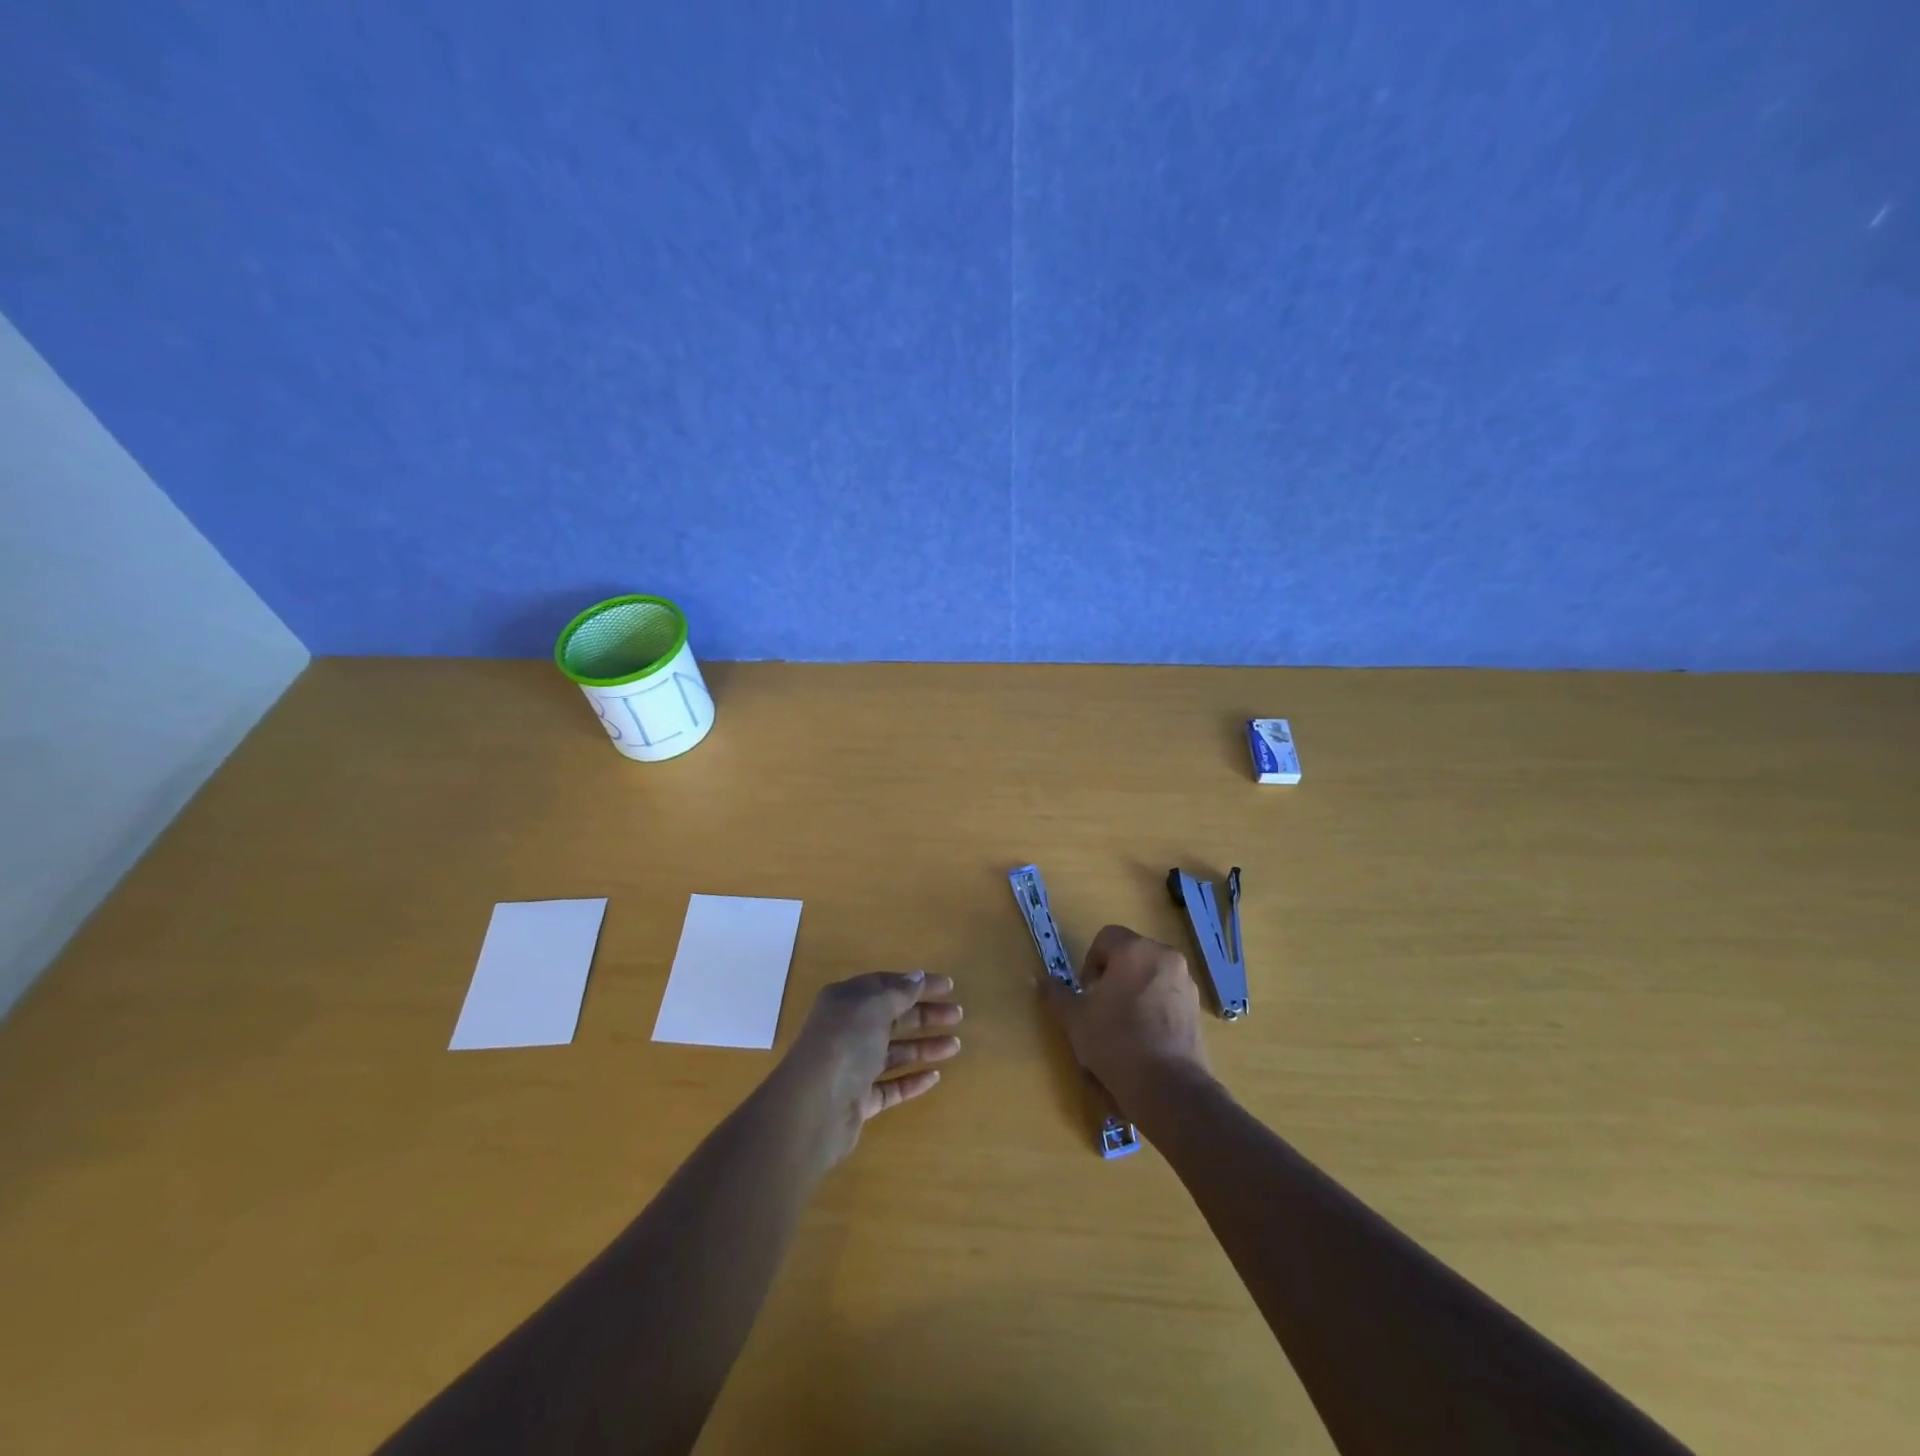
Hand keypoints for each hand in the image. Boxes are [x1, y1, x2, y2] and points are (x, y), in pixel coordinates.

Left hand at [773, 971, 962, 1171]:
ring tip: (956, 1046)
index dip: (917, 984)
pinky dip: (912, 1080)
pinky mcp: (859, 1100)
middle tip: (957, 1015)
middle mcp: (848, 1031)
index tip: (948, 986)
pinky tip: (934, 1077)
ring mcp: (853, 1067)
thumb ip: (897, 993)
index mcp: (846, 1002)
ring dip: (924, 1047)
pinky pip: (890, 1086)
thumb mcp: (873, 1007)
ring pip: (894, 1052)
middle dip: (925, 1014)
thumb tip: (916, 977)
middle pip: (892, 1017)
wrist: (812, 1110)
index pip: (886, 985)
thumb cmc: (844, 1045)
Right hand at [1043, 925, 1208, 1106]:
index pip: (1106, 937)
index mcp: (1135, 949)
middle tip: (1102, 1009)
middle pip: (1131, 955)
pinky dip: (1154, 1008)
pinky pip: (1168, 997)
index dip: (1090, 962)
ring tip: (1123, 1027)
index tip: (1087, 993)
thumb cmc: (1115, 1041)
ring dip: (1134, 991)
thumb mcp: (1075, 1019)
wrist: (1168, 1087)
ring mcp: (1186, 983)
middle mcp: (1165, 956)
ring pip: (1151, 976)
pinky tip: (1145, 1039)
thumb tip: (1041, 980)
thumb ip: (1056, 994)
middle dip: (1113, 976)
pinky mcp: (1197, 1009)